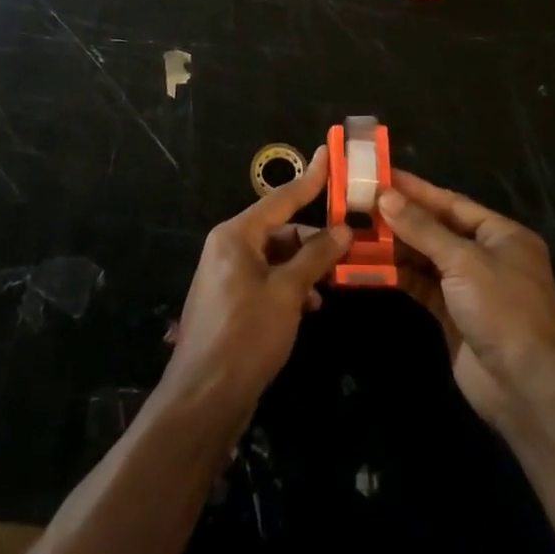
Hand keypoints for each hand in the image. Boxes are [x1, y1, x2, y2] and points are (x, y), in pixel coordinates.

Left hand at [159, 145, 352, 433]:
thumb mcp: (288, 293)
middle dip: (314, 237)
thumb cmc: (246, 335)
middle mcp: (229, 248)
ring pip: (276, 257)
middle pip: (280, 229)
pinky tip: (312, 306)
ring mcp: (228, 276)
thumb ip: (316, 257)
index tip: (330, 154)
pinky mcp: (232, 303)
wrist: (204, 398)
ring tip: (335, 280)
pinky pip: (268, 280)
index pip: (281, 198)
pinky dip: (291, 287)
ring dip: (305, 266)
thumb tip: (343, 229)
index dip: (310, 179)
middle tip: (351, 242)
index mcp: (236, 235)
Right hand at [380, 170, 554, 427]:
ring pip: (427, 258)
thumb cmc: (503, 310)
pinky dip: (400, 276)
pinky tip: (371, 265)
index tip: (380, 176)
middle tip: (360, 203)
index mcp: (502, 235)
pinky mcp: (455, 315)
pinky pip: (423, 286)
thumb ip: (422, 228)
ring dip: (396, 247)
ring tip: (358, 231)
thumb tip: (385, 196)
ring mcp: (471, 288)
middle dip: (401, 218)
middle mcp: (488, 256)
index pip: (452, 203)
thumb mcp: (463, 261)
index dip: (416, 190)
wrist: (527, 388)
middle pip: (438, 229)